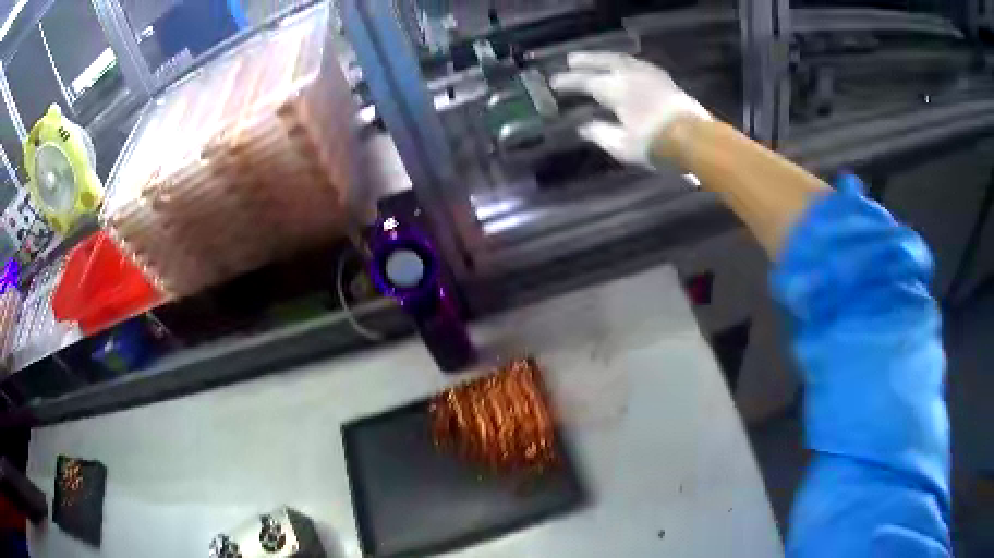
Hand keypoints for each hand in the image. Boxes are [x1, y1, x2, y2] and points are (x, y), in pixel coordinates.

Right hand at [550, 51, 710, 168]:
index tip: (555, 82)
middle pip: (603, 61)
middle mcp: (630, 75)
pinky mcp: (665, 79)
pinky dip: (626, 63)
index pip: (585, 81)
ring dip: (606, 57)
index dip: (569, 81)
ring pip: (623, 59)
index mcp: (615, 90)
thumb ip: (600, 133)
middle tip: (571, 59)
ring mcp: (649, 75)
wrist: (696, 140)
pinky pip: (639, 64)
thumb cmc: (656, 145)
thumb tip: (584, 127)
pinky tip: (626, 67)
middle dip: (586, 60)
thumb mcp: (622, 145)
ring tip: (597, 58)